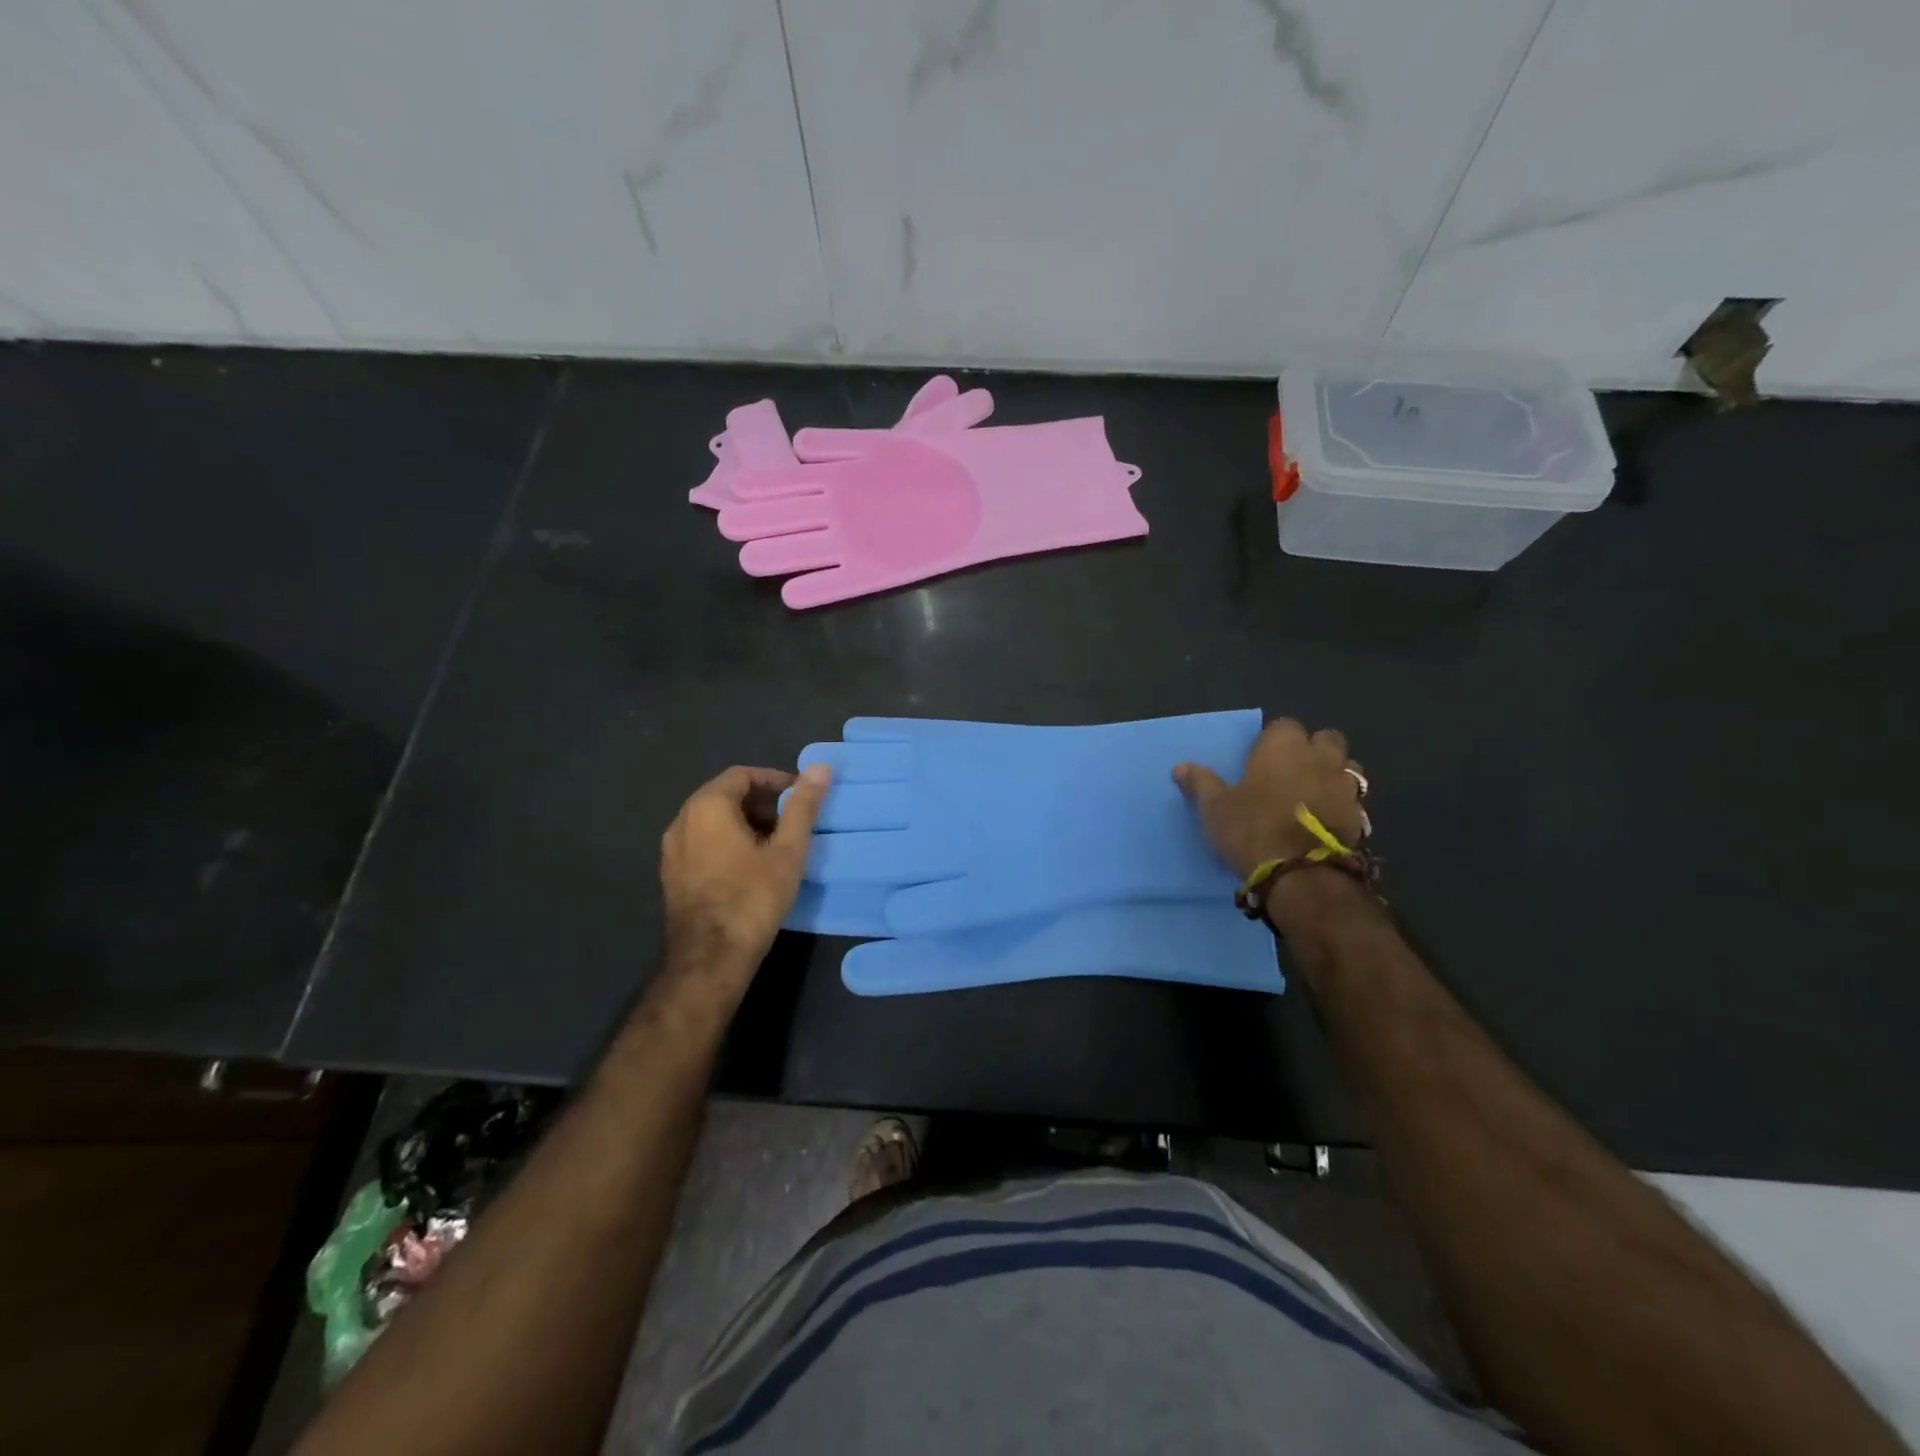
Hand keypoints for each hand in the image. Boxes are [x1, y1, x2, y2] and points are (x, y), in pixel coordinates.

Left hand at [660, 764, 829, 979]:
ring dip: (745, 823)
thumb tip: (820, 767)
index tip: (800, 797)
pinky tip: (750, 867)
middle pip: (725, 795)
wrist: (709, 958)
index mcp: (707, 807)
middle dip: (761, 802)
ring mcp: (672, 850)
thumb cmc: (752, 897)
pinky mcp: (671, 875)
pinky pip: (702, 843)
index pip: (742, 775)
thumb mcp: (787, 850)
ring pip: (712, 821)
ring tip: (776, 845)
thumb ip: (803, 806)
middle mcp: (682, 820)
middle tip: (792, 822)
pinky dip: (727, 842)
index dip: (774, 780)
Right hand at [1173, 719, 1365, 879]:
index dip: (1273, 740)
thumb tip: (1180, 767)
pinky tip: (1325, 819)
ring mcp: (1344, 785)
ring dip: (1332, 773)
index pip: (1283, 725)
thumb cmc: (1251, 829)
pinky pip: (1353, 798)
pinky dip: (1342, 802)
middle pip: (1326, 739)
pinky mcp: (1359, 815)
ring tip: (1313, 793)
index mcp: (1282, 747)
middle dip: (1313, 749)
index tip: (1260, 758)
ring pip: (1346, 766)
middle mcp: (1318, 757)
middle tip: (1291, 771)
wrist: (1300, 874)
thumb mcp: (1215, 808)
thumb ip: (1201, 783)